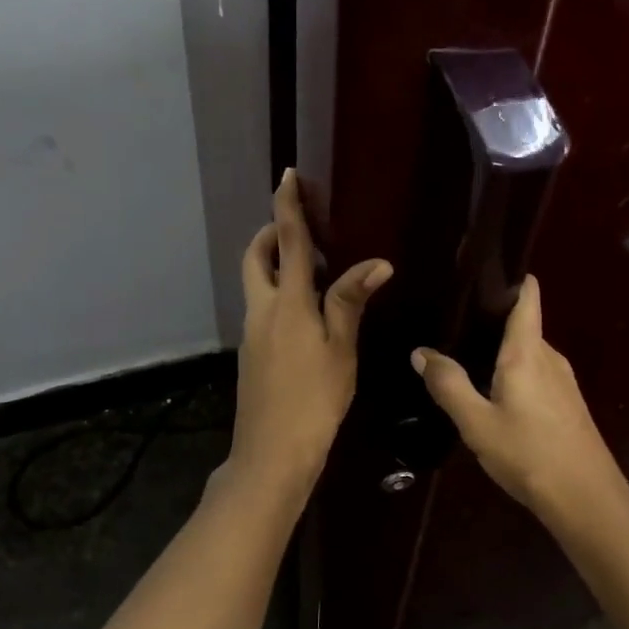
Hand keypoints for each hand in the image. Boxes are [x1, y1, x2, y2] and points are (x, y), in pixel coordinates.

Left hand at [228, 170, 391, 496]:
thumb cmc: (314, 399)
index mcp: (287, 303)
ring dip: (275, 264)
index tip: (287, 176)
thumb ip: (350, 302)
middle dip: (271, 234)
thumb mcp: (341, 349)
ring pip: (257, 283)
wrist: (272, 452)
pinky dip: (278, 293)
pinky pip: (262, 307)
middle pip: (257, 258)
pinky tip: (307, 313)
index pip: (289, 243)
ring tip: (312, 267)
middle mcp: (262, 310)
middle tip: (300, 228)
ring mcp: (252, 332)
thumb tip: (376, 263)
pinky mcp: (252, 353)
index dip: (288, 207)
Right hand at [411, 275, 628, 524]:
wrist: (586, 498)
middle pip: (523, 324)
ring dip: (502, 350)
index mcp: (527, 351)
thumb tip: (420, 352)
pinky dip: (515, 372)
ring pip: (529, 352)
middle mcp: (549, 357)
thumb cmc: (528, 454)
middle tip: (453, 321)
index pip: (528, 297)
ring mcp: (563, 381)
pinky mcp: (568, 404)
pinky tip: (494, 393)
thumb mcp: (477, 423)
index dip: (511, 278)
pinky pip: (537, 374)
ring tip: (466, 355)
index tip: (481, 273)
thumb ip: (448, 384)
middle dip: (493, 320)